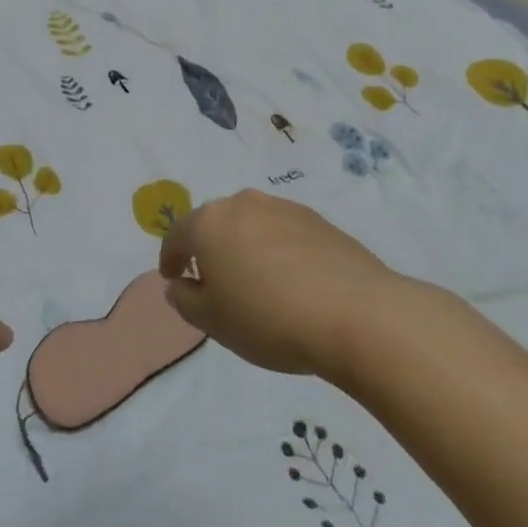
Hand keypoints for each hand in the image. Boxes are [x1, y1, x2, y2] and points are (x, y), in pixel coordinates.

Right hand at [158, 190, 398, 376]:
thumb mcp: (214, 322)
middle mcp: (241, 204)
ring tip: (256, 283)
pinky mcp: (318, 219)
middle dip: (209, 249)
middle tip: (214, 282)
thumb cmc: (269, 319)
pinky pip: (283, 233)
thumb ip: (185, 301)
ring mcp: (282, 207)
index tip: (173, 279)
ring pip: (250, 225)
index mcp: (208, 223)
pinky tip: (291, 281)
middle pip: (214, 224)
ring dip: (245, 247)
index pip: (177, 236)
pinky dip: (277, 251)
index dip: (170, 259)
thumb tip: (179, 285)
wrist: (357, 314)